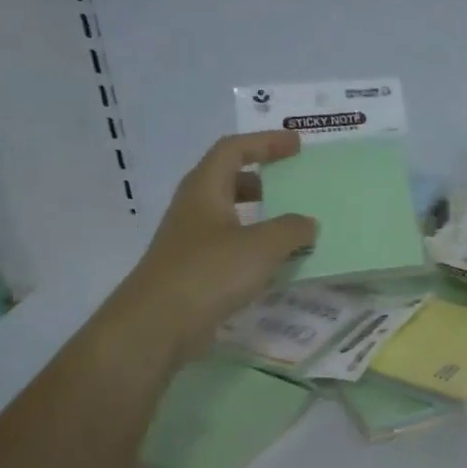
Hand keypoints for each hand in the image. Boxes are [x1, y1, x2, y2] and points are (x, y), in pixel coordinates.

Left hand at [131, 132, 315, 356]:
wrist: (158, 325)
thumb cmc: (209, 272)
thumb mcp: (261, 246)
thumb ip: (291, 230)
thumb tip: (308, 223)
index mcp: (205, 189)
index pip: (233, 149)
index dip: (265, 143)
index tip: (297, 145)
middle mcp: (193, 209)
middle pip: (227, 181)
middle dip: (262, 180)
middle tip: (292, 187)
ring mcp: (190, 242)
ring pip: (228, 217)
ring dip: (259, 218)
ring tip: (291, 230)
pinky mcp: (193, 272)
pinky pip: (229, 249)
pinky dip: (253, 249)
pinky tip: (273, 266)